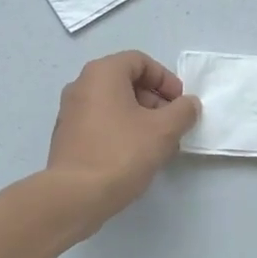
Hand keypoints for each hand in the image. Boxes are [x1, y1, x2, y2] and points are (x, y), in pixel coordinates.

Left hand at [46, 51, 200, 224]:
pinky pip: (101, 122)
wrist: (75, 196)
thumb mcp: (163, 130)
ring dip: (141, 118)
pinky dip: (121, 130)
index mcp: (102, 73)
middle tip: (172, 125)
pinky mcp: (67, 136)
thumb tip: (188, 104)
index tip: (180, 103)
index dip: (165, 79)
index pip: (140, 61)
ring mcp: (70, 111)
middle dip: (155, 101)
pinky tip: (136, 156)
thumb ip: (183, 111)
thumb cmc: (121, 153)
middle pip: (126, 81)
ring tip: (159, 145)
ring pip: (114, 104)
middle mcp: (82, 85)